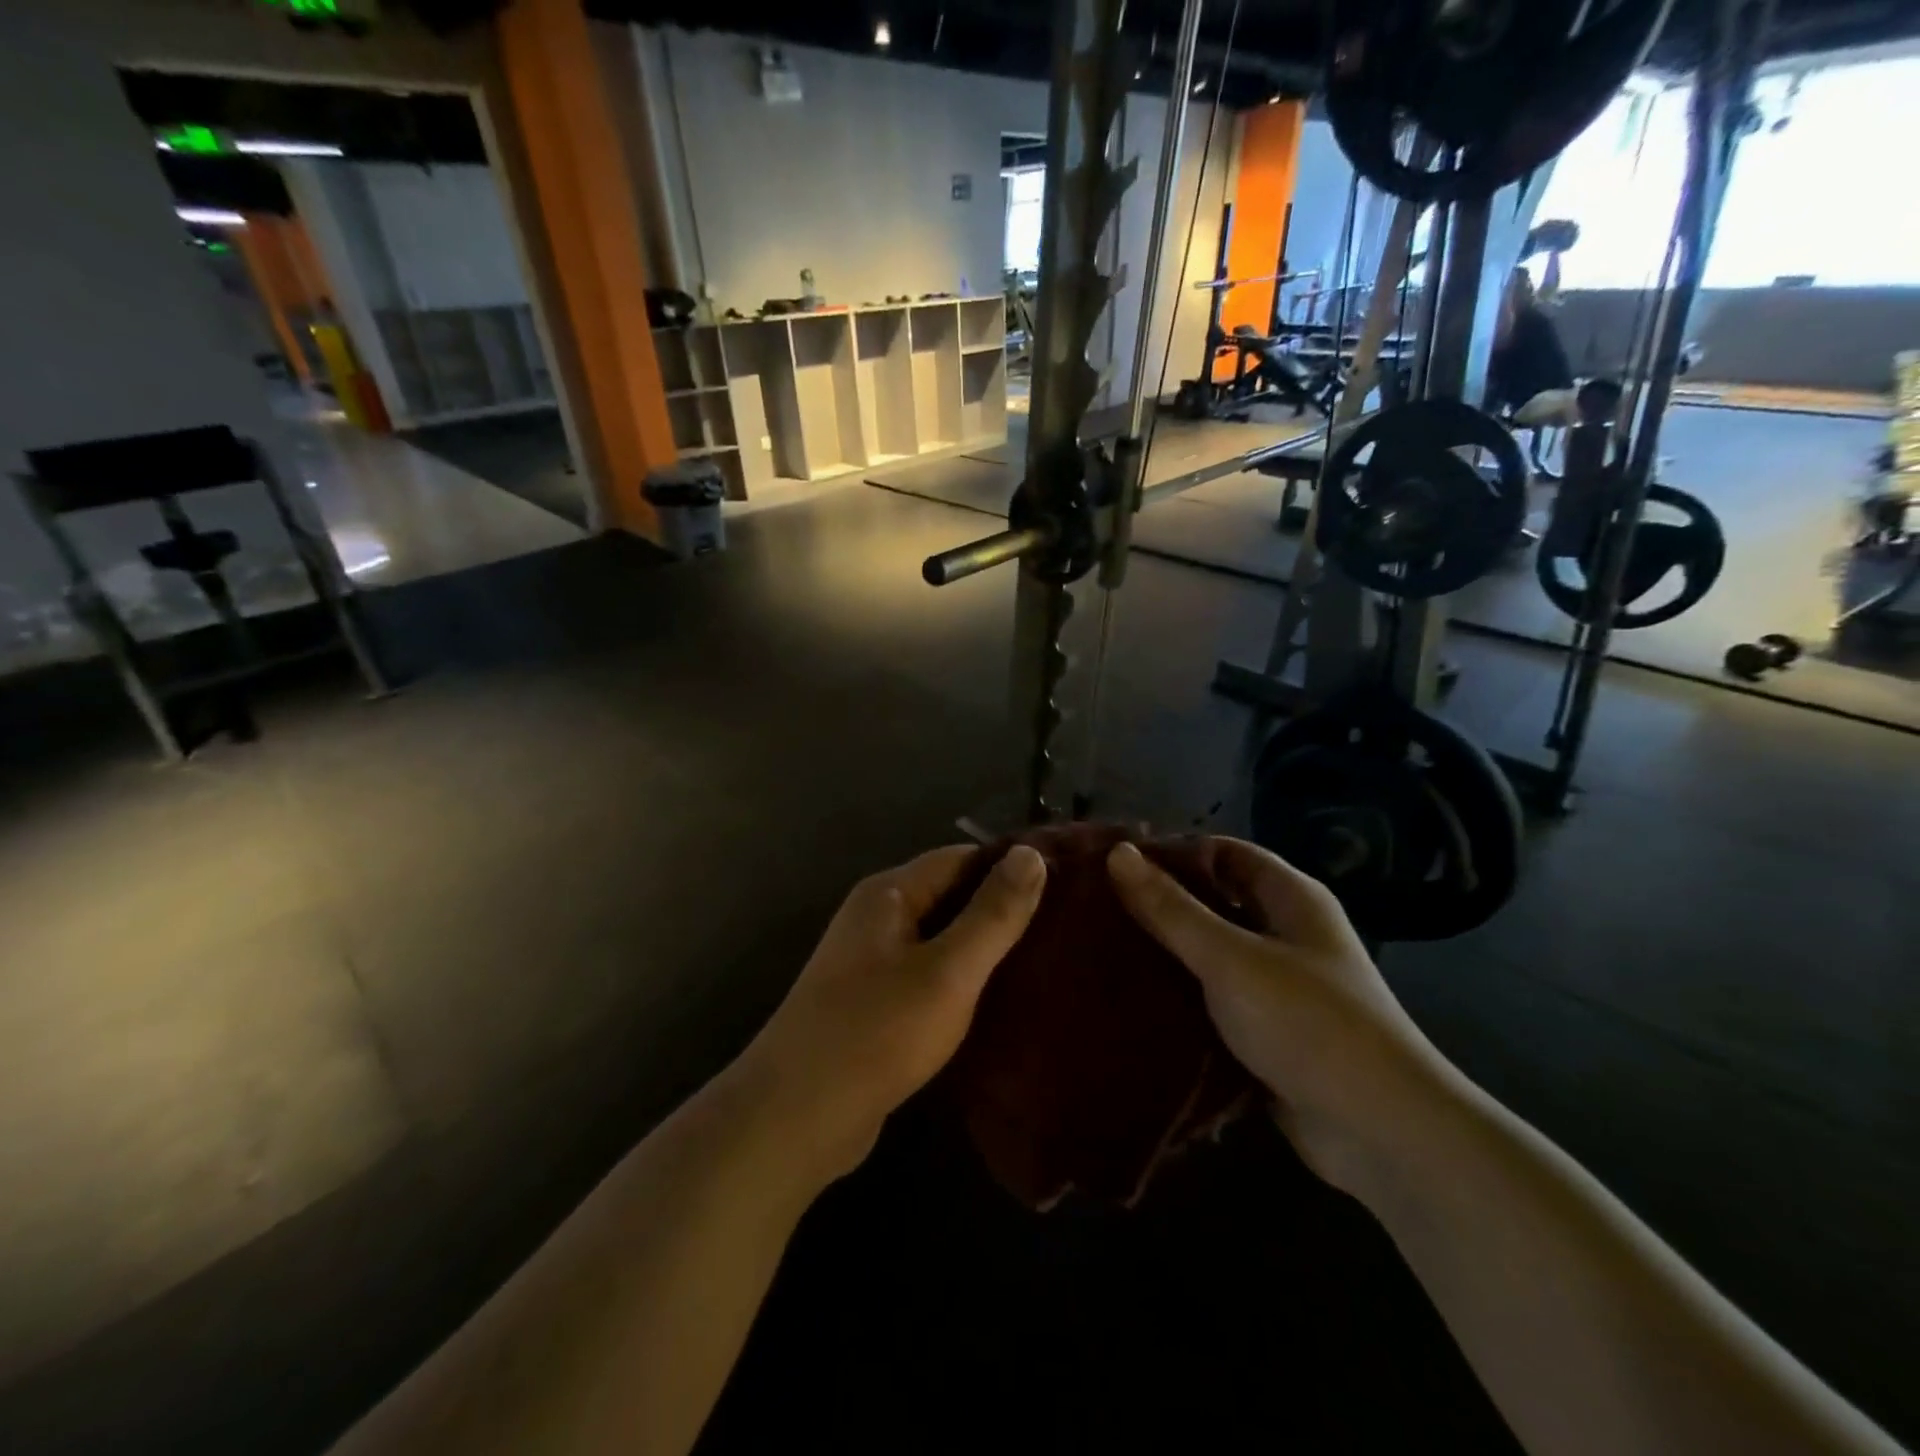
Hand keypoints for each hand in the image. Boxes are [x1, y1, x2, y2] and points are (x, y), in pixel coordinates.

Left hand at [734, 844, 1046, 1181]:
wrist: (796, 1117)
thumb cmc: (877, 1032)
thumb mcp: (948, 971)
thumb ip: (992, 913)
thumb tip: (1031, 853)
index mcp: (889, 894)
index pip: (961, 858)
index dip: (1011, 867)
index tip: (1066, 884)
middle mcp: (877, 917)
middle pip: (950, 897)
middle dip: (1001, 910)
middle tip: (1066, 928)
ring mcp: (871, 962)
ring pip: (941, 940)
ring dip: (984, 950)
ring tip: (1046, 963)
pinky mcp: (874, 1004)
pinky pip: (928, 976)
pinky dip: (962, 982)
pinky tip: (1000, 1002)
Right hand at [1107, 837, 1458, 1190]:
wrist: (1382, 1134)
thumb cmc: (1309, 1024)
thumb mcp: (1230, 958)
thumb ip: (1171, 909)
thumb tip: (1117, 853)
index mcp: (1291, 899)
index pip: (1224, 853)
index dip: (1174, 853)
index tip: (1116, 865)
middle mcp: (1287, 934)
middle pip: (1215, 903)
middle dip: (1162, 905)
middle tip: (1098, 909)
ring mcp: (1279, 987)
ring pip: (1210, 954)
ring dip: (1167, 954)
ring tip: (1103, 951)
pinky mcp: (1267, 1033)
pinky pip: (1214, 1001)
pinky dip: (1180, 998)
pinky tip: (1133, 1001)